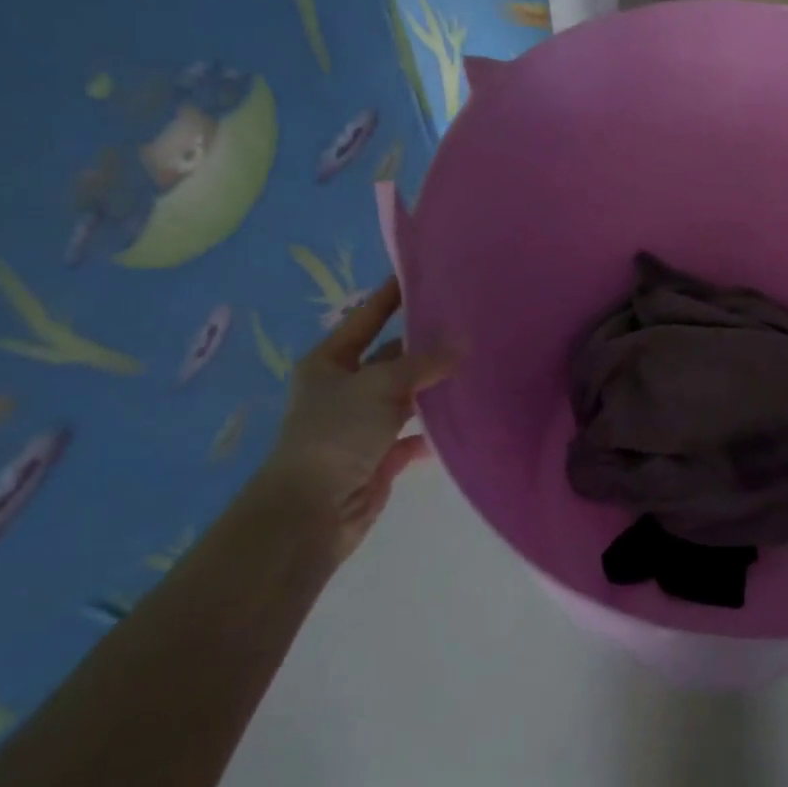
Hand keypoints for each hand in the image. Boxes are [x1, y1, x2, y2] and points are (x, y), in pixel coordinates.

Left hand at [248, 276, 457, 560]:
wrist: (311, 512)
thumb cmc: (336, 433)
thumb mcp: (381, 385)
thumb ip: (424, 362)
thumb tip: (464, 341)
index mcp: (329, 363)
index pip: (365, 319)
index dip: (390, 296)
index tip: (420, 274)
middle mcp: (344, 389)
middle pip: (391, 358)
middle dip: (424, 345)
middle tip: (468, 324)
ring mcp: (362, 425)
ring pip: (406, 397)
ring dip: (434, 388)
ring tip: (476, 368)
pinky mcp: (379, 457)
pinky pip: (414, 437)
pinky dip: (435, 432)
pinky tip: (464, 420)